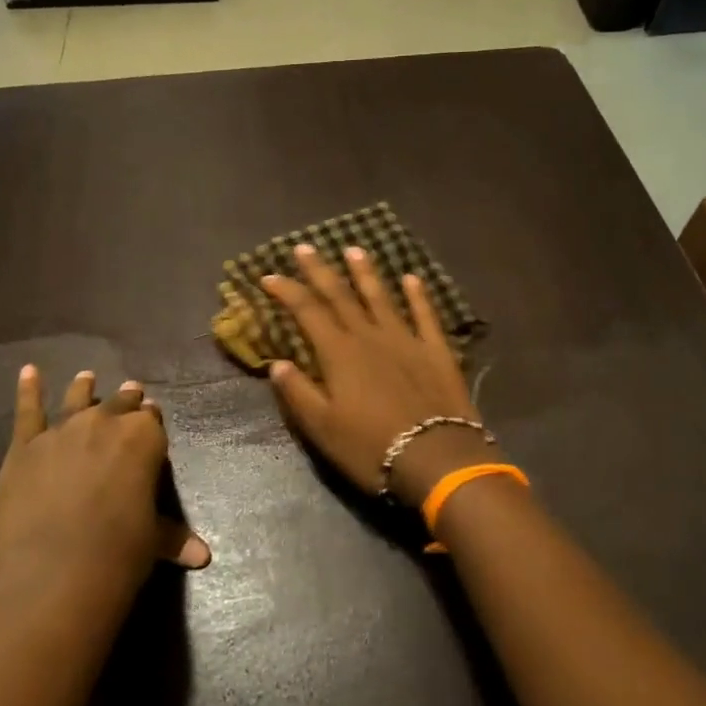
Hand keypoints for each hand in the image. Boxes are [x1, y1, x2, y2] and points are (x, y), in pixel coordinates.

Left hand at [0, 368, 210, 595]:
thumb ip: (173, 537)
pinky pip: (28, 410)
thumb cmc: (118, 550)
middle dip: (126, 400)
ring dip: (83, 388)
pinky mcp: (25, 445)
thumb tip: (203, 557)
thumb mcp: (153, 540)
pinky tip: (28, 372)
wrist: (55, 566)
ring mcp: (63, 429)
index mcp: (144, 437)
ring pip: (77, 399)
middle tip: (131, 392)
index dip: (151, 421)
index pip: (152, 420)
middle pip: (120, 404)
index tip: (151, 421)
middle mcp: (105, 422)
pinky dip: (28, 390)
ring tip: (86, 377)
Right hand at [262, 244, 506, 508]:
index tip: (269, 276)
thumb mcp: (322, 429)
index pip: (307, 311)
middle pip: (340, 296)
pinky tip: (412, 278)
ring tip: (355, 250)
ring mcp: (406, 340)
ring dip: (366, 273)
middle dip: (320, 271)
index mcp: (339, 354)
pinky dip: (418, 295)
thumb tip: (277, 363)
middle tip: (305, 247)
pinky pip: (425, 315)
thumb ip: (298, 393)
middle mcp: (370, 337)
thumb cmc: (371, 448)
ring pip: (381, 298)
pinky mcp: (436, 351)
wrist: (436, 458)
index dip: (287, 291)